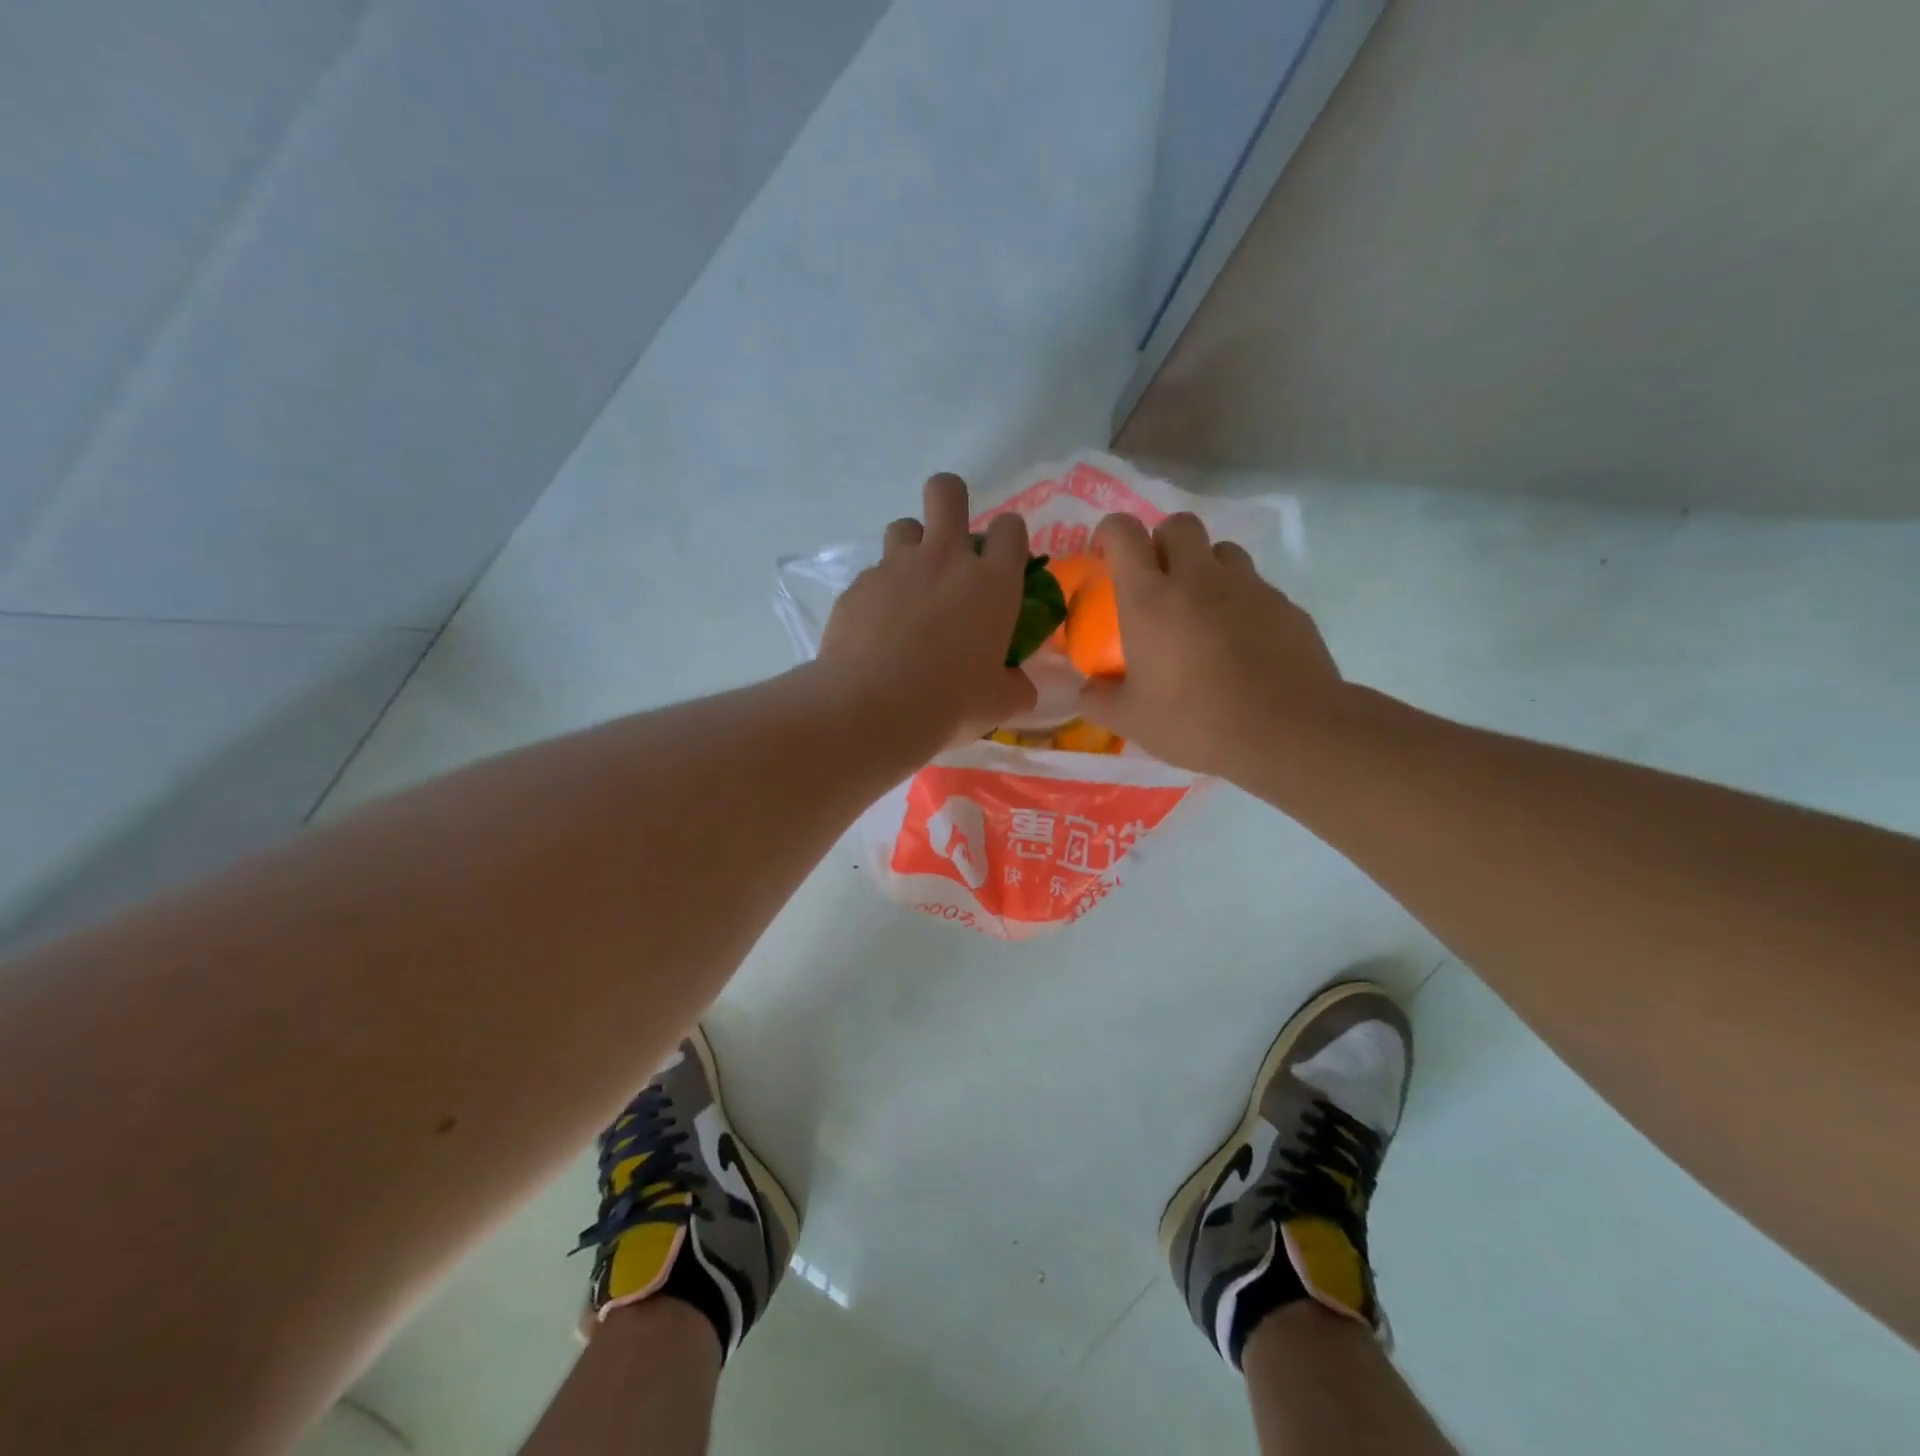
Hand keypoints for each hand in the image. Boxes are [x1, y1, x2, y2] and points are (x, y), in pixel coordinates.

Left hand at [815, 473, 1037, 761]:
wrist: (874, 708)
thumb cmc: (950, 704)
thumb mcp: (999, 703)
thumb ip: (1015, 685)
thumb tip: (1018, 683)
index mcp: (992, 583)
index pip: (1011, 529)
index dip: (1009, 537)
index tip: (1002, 559)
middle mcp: (944, 560)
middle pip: (947, 491)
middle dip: (951, 499)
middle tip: (950, 536)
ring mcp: (896, 567)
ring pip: (904, 527)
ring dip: (912, 546)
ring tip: (910, 585)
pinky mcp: (858, 585)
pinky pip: (872, 575)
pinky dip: (879, 593)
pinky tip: (876, 629)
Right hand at [1076, 512, 1348, 782]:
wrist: (1287, 732)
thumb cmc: (1196, 722)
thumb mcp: (1132, 720)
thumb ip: (1099, 700)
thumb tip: (1085, 689)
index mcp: (1150, 599)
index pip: (1124, 533)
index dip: (1109, 533)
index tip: (1104, 555)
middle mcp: (1198, 579)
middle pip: (1179, 525)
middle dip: (1162, 541)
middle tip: (1157, 581)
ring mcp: (1248, 587)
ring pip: (1223, 551)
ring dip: (1205, 567)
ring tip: (1201, 609)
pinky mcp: (1285, 605)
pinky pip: (1256, 587)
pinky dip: (1240, 602)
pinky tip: (1241, 643)